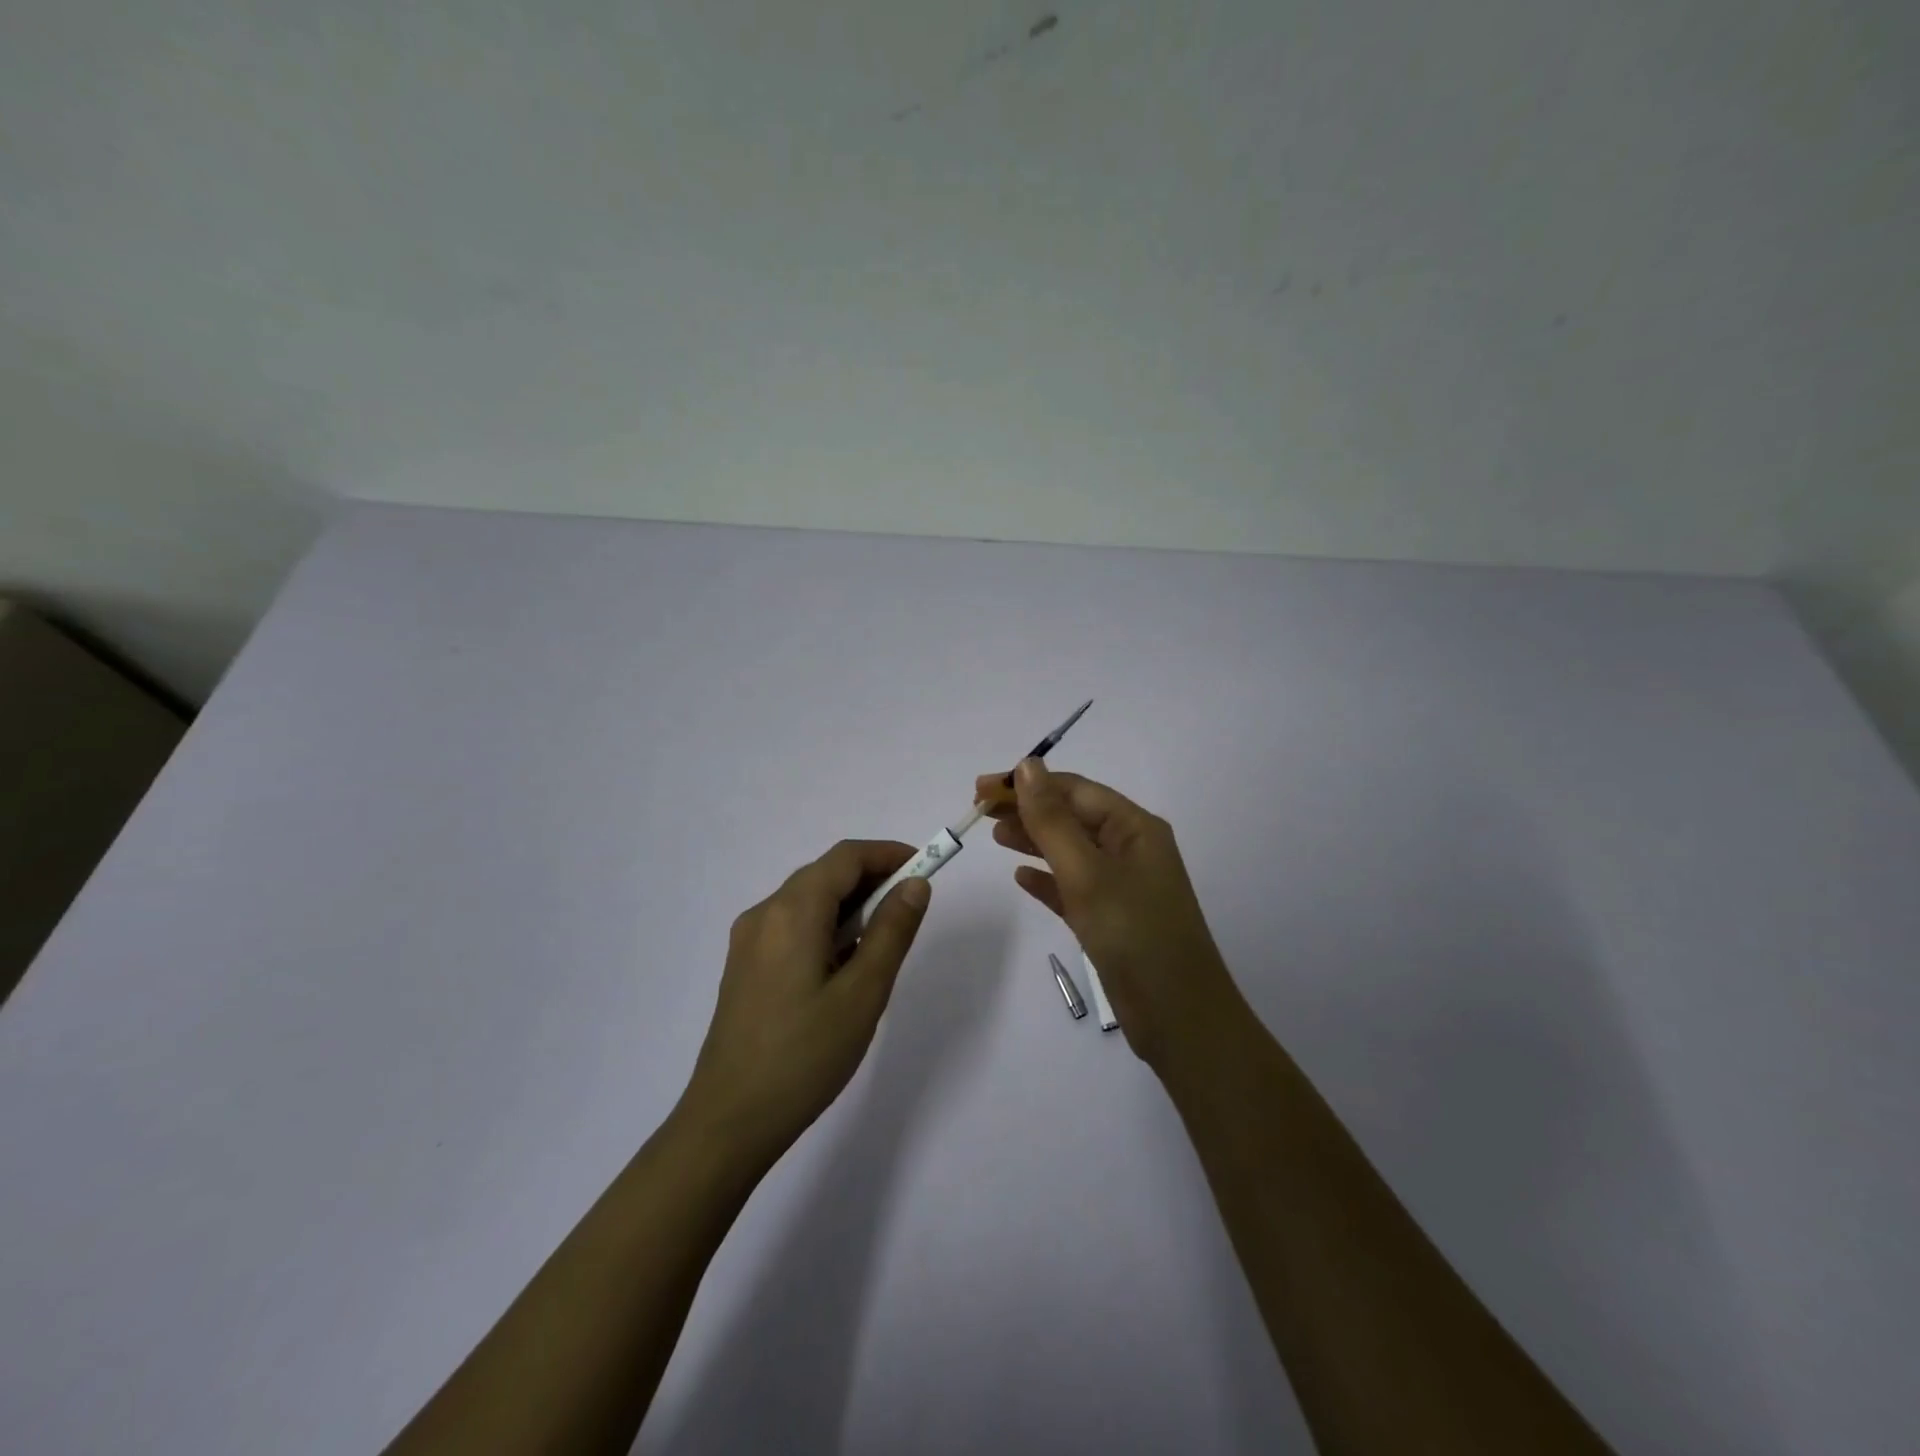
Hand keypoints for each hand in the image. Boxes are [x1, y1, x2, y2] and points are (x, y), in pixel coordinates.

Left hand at [678, 840, 931, 1166]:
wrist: (729, 1122)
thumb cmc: (804, 1056)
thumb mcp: (863, 993)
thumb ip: (892, 931)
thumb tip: (915, 884)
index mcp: (792, 911)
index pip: (846, 857)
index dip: (889, 854)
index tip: (926, 868)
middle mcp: (764, 913)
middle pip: (825, 874)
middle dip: (872, 880)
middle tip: (911, 910)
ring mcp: (749, 940)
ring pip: (808, 900)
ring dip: (850, 906)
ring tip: (881, 946)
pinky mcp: (744, 965)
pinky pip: (792, 925)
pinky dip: (826, 927)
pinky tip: (843, 967)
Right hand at [977, 759, 1243, 1069]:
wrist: (1179, 1018)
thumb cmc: (1134, 934)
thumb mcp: (1087, 872)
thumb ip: (1053, 820)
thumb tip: (1029, 765)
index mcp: (1135, 828)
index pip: (1075, 790)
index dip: (1028, 784)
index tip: (982, 789)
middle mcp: (1131, 849)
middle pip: (1072, 816)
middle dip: (1028, 809)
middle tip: (980, 811)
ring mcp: (1122, 886)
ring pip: (1070, 850)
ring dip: (1033, 839)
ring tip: (994, 836)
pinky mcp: (1111, 919)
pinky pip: (1073, 887)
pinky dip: (1047, 879)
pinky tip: (1021, 878)